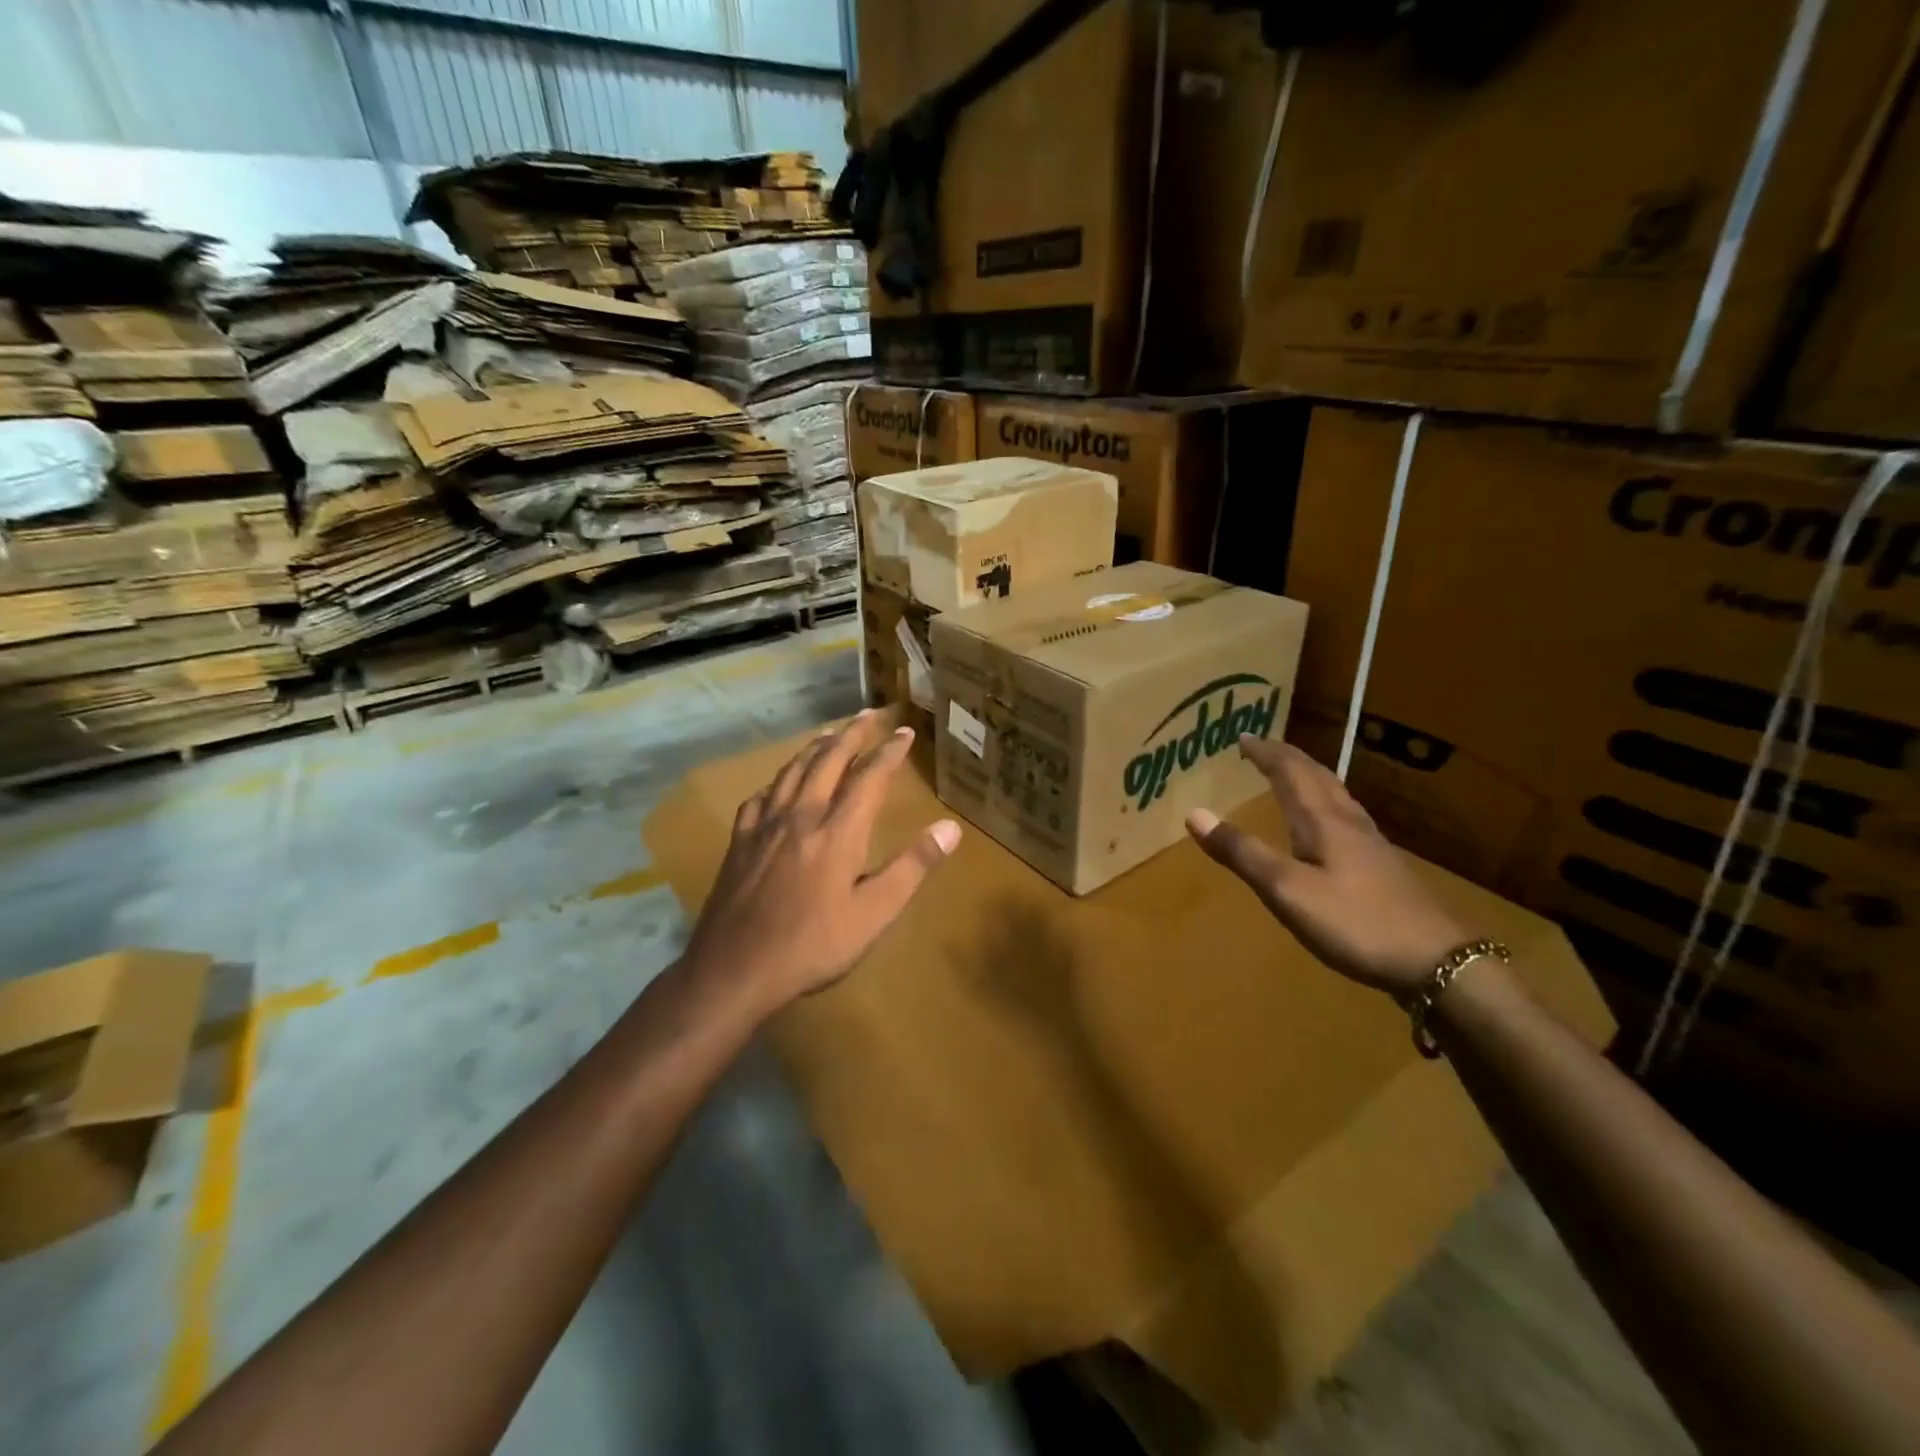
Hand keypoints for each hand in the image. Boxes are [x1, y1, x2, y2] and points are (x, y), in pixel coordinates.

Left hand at [682, 710, 960, 1013]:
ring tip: (830, 734)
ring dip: (816, 747)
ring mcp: (765, 826)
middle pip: (828, 760)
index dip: (889, 751)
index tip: (904, 732)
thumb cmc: (813, 946)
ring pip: (792, 771)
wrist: (735, 969)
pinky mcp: (740, 841)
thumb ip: (912, 867)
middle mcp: (801, 816)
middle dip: (852, 733)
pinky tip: (779, 784)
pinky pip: (761, 796)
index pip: (869, 777)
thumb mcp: (874, 914)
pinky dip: (778, 780)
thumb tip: (950, 828)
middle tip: (869, 714)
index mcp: (838, 832)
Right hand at [1185, 736, 1472, 995]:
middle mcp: (1347, 822)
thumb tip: (1194, 814)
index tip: (1242, 737)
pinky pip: (1346, 814)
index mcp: (1322, 821)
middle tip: (1261, 746)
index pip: (1290, 772)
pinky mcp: (1382, 865)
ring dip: (1308, 775)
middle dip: (1286, 757)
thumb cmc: (1354, 922)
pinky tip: (1329, 821)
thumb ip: (1241, 853)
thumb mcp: (1286, 890)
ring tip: (1291, 772)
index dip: (1265, 753)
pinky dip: (1325, 801)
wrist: (1436, 961)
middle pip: (1317, 776)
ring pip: (1335, 794)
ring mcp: (1370, 843)